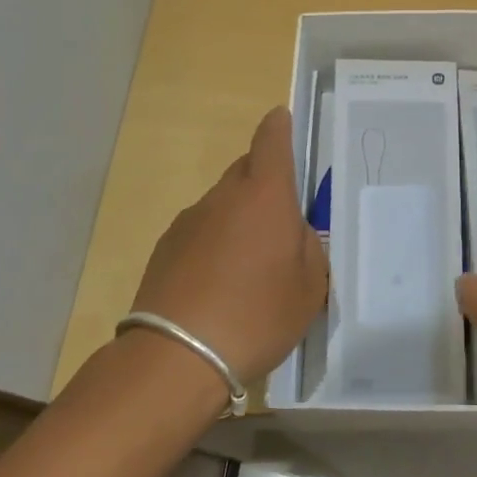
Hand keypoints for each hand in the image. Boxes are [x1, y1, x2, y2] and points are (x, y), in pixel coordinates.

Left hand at [129, 107, 327, 386]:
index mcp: (266, 196)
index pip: (271, 141)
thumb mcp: (310, 287)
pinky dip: (215, 243)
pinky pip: (201, 232)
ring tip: (252, 262)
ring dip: (239, 217)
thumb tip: (294, 234)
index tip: (283, 118)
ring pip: (223, 203)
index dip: (279, 126)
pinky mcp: (165, 249)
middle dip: (265, 180)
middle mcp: (224, 197)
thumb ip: (310, 249)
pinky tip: (221, 282)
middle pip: (246, 169)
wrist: (177, 357)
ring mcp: (189, 221)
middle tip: (283, 216)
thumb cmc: (258, 314)